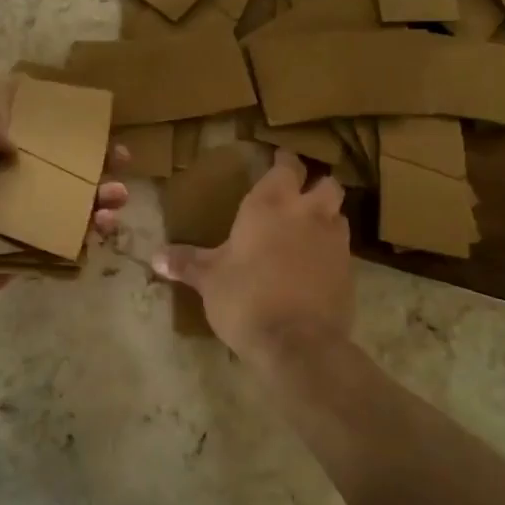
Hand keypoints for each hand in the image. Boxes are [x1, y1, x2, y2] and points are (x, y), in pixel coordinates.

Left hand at [0, 101, 128, 325]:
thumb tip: (17, 142)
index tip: (94, 128)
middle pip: (59, 173)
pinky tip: (104, 226)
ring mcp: (18, 225)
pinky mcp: (27, 255)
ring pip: (69, 208)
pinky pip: (63, 242)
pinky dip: (87, 235)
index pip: (34, 140)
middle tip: (121, 161)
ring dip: (98, 200)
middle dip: (93, 166)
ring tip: (118, 197)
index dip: (65, 134)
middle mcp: (5, 190)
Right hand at [153, 148, 353, 368]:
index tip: (277, 161)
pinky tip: (314, 266)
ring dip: (326, 216)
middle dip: (315, 185)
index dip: (283, 162)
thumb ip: (186, 262)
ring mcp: (334, 242)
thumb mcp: (209, 280)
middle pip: (325, 183)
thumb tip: (155, 257)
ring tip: (308, 230)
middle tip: (298, 195)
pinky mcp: (349, 272)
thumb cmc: (245, 297)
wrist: (297, 343)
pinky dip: (331, 251)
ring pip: (338, 214)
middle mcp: (307, 213)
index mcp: (270, 204)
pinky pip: (342, 250)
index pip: (285, 166)